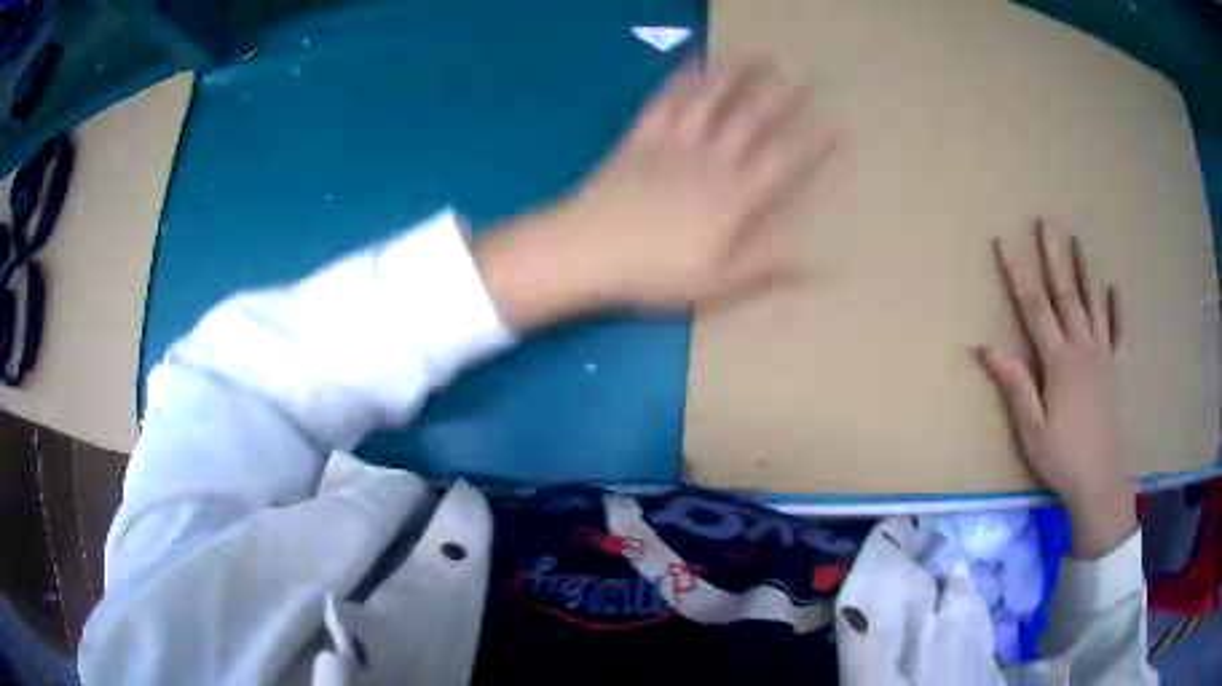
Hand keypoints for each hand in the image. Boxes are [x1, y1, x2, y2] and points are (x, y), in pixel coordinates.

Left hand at [476, 59, 835, 327]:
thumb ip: (769, 265)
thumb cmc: (655, 273)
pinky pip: (664, 102)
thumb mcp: (719, 282)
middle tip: (803, 73)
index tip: (836, 126)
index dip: (812, 145)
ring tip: (754, 53)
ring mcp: (674, 144)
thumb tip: (823, 265)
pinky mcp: (640, 138)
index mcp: (734, 198)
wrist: (588, 251)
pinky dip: (679, 81)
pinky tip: (691, 64)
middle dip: (780, 96)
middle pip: (751, 121)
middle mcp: (711, 161)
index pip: (783, 164)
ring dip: (734, 75)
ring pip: (710, 102)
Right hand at [982, 222, 1134, 557]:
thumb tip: (990, 346)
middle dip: (1054, 256)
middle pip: (1067, 294)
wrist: (1100, 481)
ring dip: (1085, 271)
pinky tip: (1115, 290)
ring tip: (1078, 240)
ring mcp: (1104, 357)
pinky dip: (1118, 310)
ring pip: (1094, 305)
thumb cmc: (1062, 457)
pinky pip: (1120, 334)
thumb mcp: (1032, 429)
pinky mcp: (1117, 371)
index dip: (1019, 273)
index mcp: (1060, 361)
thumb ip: (1016, 385)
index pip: (1035, 307)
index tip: (1005, 242)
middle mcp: (1083, 348)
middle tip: (1047, 221)